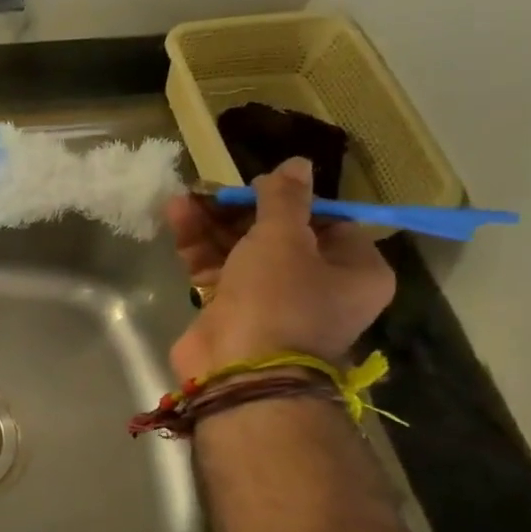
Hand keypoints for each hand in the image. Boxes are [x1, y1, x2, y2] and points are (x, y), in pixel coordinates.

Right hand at [166, 157, 395, 380]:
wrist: (240, 368)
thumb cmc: (279, 298)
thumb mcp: (284, 237)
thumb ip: (285, 198)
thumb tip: (297, 163)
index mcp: (353, 271)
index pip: (327, 222)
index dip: (291, 200)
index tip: (258, 184)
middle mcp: (317, 286)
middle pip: (277, 235)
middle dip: (241, 210)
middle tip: (213, 188)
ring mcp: (270, 300)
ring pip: (241, 250)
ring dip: (213, 223)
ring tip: (186, 195)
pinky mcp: (230, 310)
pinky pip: (216, 268)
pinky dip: (198, 244)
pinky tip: (177, 214)